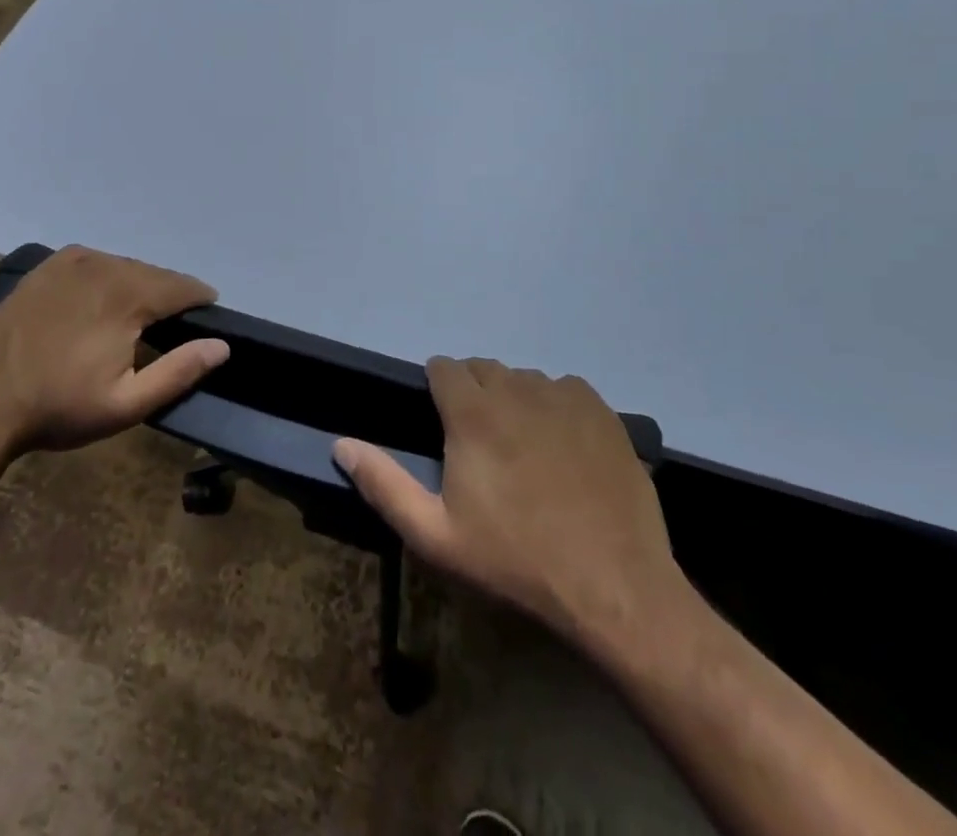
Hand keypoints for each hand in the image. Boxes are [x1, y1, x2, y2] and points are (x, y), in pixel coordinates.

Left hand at [0, 245, 227, 455]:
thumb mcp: (126, 403)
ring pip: (124, 266)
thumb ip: (179, 371)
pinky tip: (102, 302)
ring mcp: (72, 261)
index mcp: (127, 294)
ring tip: (139, 316)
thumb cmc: (60, 407)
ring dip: (138, 286)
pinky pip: (95, 263)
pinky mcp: (48, 266)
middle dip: (168, 296)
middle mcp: (104, 265)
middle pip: (154, 274)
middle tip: (172, 325)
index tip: (208, 315)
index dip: (200, 299)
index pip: (182, 286)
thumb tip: (222, 345)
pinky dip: (108, 278)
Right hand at [334, 358, 689, 647]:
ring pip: (524, 378)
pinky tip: (563, 448)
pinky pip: (565, 390)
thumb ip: (384, 484)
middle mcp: (517, 389)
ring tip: (523, 448)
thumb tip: (341, 444)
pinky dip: (555, 406)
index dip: (437, 389)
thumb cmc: (515, 561)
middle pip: (482, 368)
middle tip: (480, 444)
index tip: (443, 425)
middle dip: (473, 393)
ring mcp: (565, 397)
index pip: (443, 366)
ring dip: (514, 399)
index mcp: (473, 412)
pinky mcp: (602, 412)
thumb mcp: (436, 536)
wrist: (615, 588)